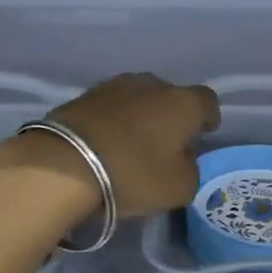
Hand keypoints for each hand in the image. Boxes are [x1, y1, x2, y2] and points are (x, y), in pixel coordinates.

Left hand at [0, 73, 220, 219]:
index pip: (208, 101)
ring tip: (133, 143)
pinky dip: (113, 121)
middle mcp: (151, 84)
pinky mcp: (83, 95)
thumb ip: (191, 171)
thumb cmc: (132, 173)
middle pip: (170, 96)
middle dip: (171, 116)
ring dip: (140, 116)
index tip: (203, 134)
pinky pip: (110, 107)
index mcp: (182, 102)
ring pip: (138, 98)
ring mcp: (114, 86)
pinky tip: (107, 142)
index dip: (208, 118)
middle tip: (166, 144)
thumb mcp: (178, 188)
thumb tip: (184, 159)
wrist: (63, 162)